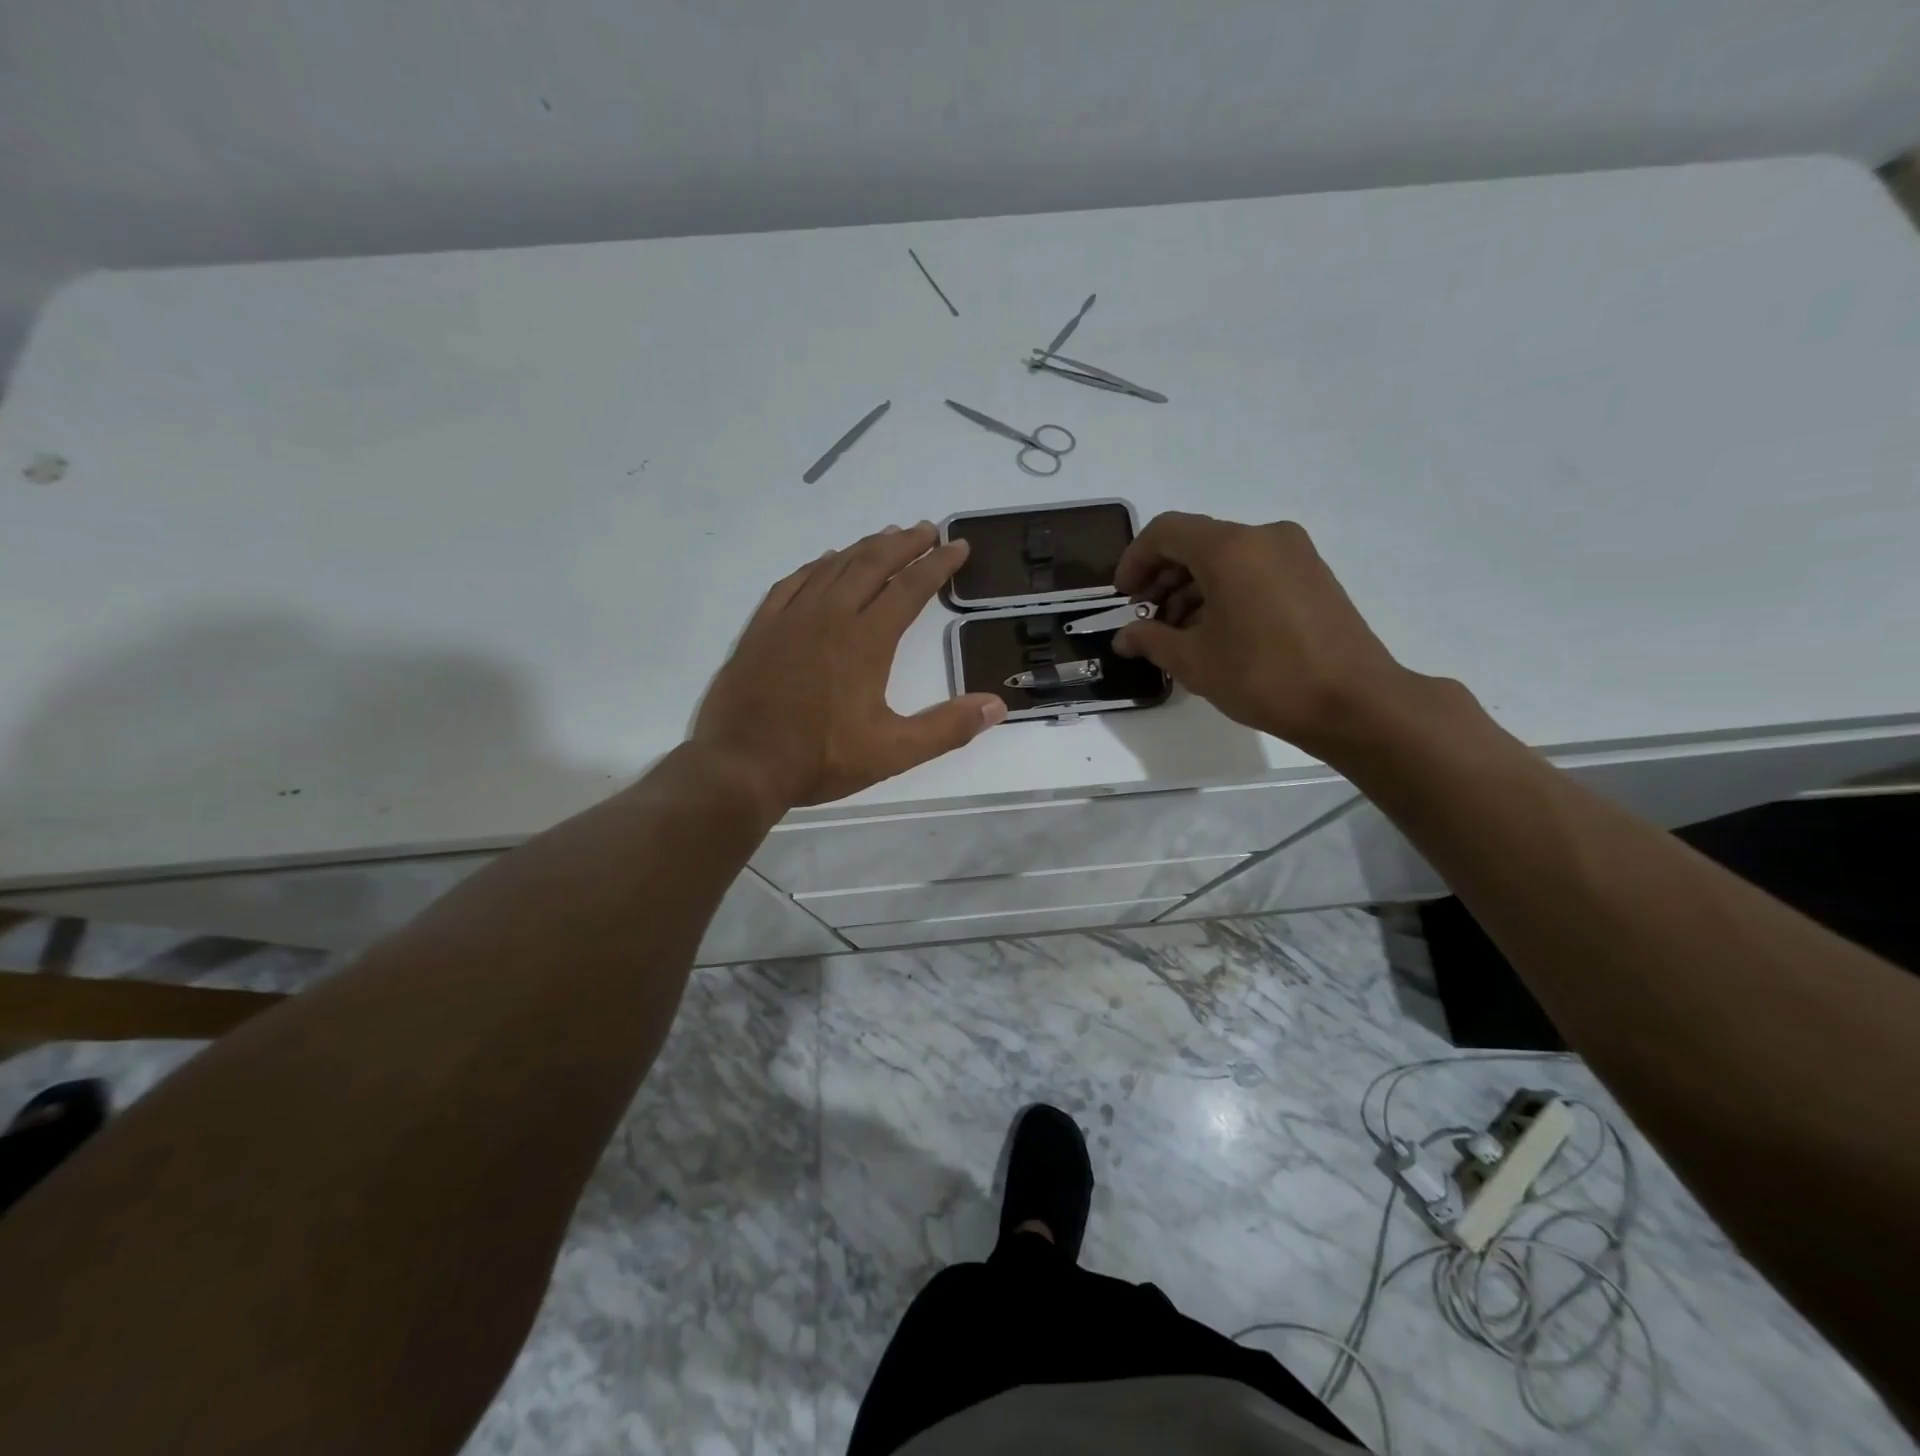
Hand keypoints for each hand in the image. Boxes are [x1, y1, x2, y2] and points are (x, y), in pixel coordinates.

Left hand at [692, 522, 1007, 809]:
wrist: (741, 765)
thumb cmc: (820, 759)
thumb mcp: (893, 752)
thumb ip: (947, 728)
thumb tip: (996, 706)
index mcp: (866, 640)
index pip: (910, 589)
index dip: (938, 565)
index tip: (959, 547)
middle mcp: (830, 616)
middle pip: (872, 564)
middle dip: (905, 544)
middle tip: (927, 530)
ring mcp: (791, 618)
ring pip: (834, 567)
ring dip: (864, 548)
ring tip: (886, 537)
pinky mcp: (762, 628)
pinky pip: (794, 582)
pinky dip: (817, 566)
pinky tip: (825, 562)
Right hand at [1112, 513, 1421, 755]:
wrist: (1353, 702)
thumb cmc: (1264, 677)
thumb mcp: (1195, 661)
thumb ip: (1151, 640)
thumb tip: (1124, 637)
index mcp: (1230, 549)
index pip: (1166, 532)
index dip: (1135, 560)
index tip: (1124, 597)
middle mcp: (1263, 537)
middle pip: (1197, 542)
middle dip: (1163, 577)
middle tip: (1147, 618)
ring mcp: (1294, 553)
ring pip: (1227, 557)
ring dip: (1193, 587)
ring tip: (1179, 633)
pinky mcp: (1313, 573)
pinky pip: (1254, 569)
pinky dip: (1225, 590)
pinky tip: (1217, 631)